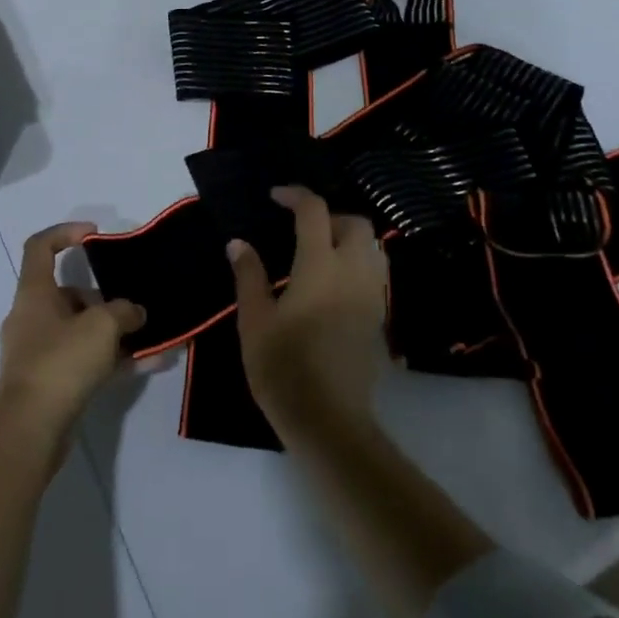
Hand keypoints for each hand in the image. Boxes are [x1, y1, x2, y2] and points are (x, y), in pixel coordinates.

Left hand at [0, 222, 145, 456]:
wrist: (30, 430)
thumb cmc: (61, 362)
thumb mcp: (102, 326)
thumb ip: (124, 311)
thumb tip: (135, 312)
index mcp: (34, 293)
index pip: (40, 246)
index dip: (66, 232)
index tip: (95, 236)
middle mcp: (31, 317)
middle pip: (69, 293)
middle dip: (104, 299)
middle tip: (133, 307)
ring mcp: (38, 351)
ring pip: (80, 330)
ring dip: (114, 332)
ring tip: (151, 338)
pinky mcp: (49, 381)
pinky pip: (84, 359)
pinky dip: (112, 359)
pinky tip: (148, 364)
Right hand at [228, 187, 389, 429]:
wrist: (330, 421)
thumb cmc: (283, 368)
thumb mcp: (254, 321)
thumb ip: (248, 275)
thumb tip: (238, 243)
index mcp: (320, 266)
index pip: (314, 211)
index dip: (295, 196)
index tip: (275, 197)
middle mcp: (353, 272)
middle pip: (355, 223)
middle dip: (330, 215)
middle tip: (301, 227)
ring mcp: (372, 296)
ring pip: (372, 247)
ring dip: (349, 238)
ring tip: (320, 252)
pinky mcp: (380, 319)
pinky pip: (376, 274)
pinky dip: (358, 264)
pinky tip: (334, 285)